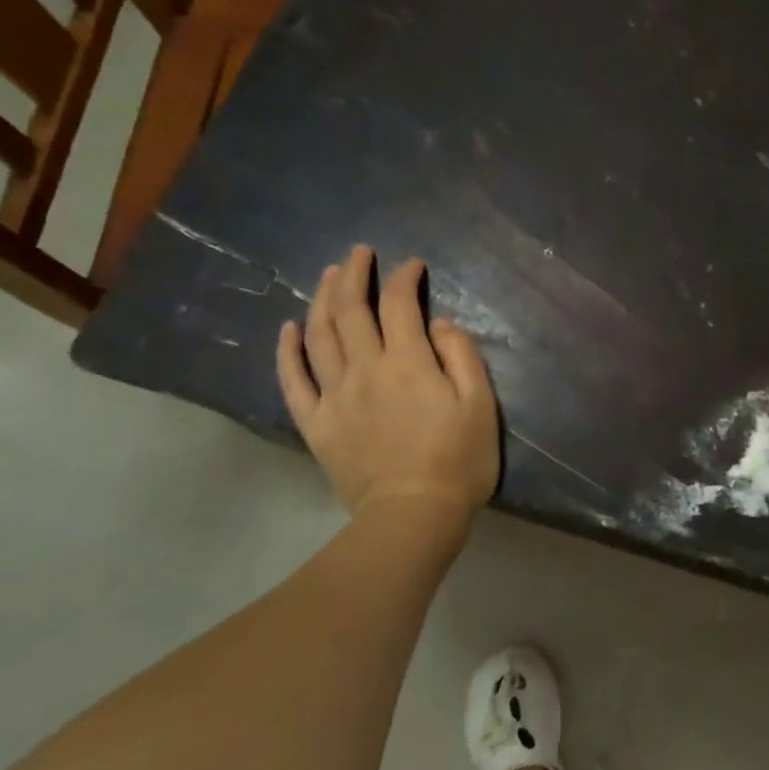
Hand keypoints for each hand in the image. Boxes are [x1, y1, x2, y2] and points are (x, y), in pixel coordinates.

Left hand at [276, 245, 499, 518]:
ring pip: (318, 335)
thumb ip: (461, 357)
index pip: (400, 304)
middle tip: (359, 253)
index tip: (412, 266)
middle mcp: (365, 369)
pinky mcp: (316, 423)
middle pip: (350, 310)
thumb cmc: (458, 461)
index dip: (404, 278)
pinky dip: (288, 350)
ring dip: (321, 298)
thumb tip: (440, 324)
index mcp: (408, 362)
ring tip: (327, 275)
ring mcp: (334, 396)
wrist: (413, 516)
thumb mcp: (480, 405)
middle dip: (354, 274)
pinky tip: (289, 328)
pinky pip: (293, 380)